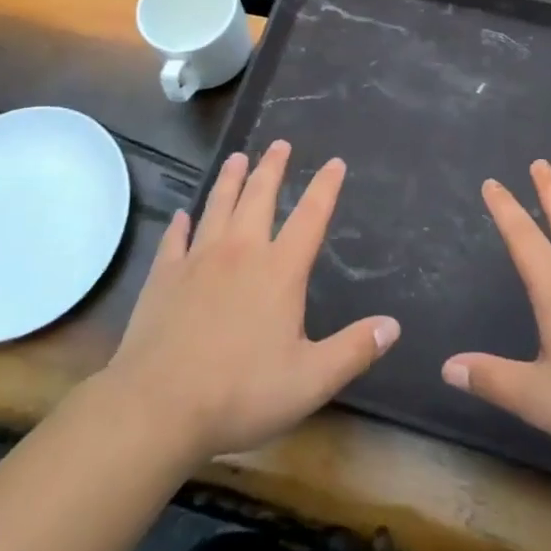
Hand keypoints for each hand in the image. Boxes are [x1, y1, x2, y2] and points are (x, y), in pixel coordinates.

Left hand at [103, 141, 398, 462]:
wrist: (158, 406)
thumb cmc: (240, 393)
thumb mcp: (310, 381)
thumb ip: (353, 350)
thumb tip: (393, 325)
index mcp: (280, 270)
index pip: (310, 217)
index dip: (325, 187)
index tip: (335, 162)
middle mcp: (241, 252)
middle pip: (259, 197)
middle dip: (273, 167)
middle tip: (279, 144)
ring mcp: (198, 259)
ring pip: (218, 206)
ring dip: (229, 179)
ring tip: (237, 158)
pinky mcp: (164, 275)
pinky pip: (175, 238)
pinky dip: (181, 224)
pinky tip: (182, 215)